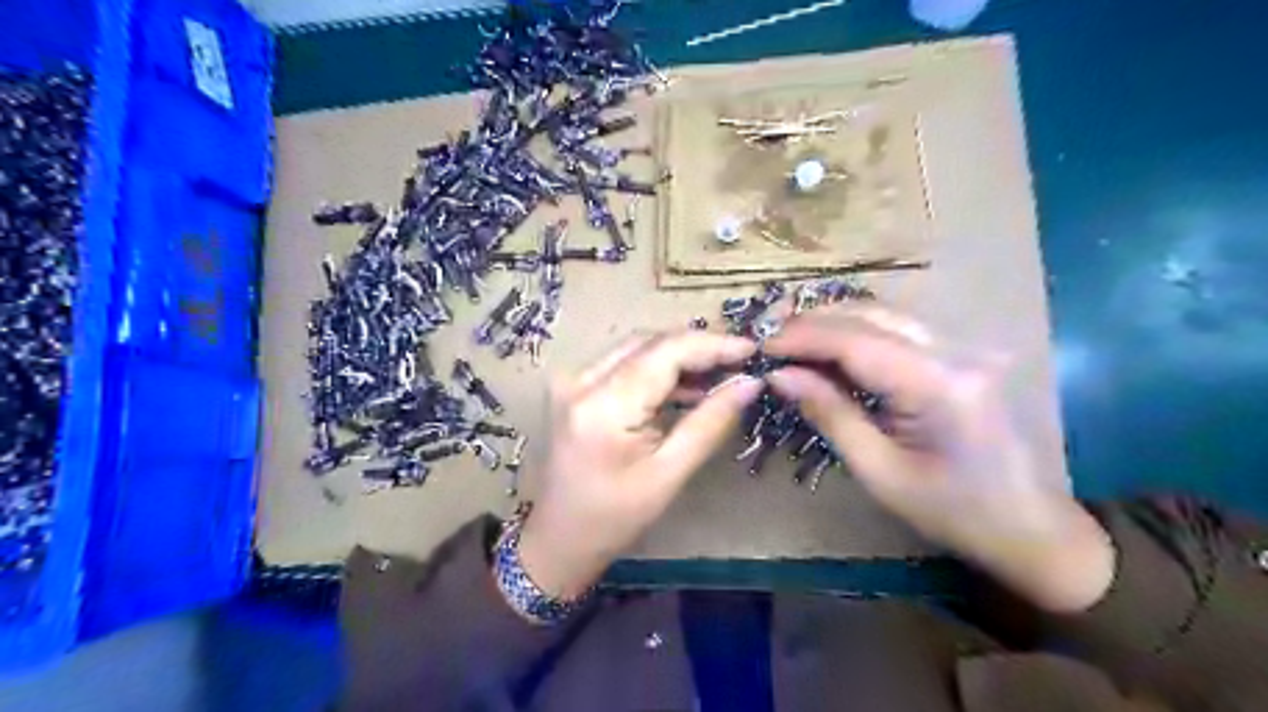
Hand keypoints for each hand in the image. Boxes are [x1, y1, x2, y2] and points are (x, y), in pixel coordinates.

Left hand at [517, 331, 761, 596]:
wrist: (560, 538)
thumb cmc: (614, 518)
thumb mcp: (669, 473)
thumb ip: (710, 422)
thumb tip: (750, 383)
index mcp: (602, 406)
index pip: (665, 352)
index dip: (712, 344)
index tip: (752, 349)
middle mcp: (581, 380)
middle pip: (650, 343)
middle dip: (698, 347)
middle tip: (740, 362)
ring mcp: (573, 380)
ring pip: (638, 348)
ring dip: (680, 356)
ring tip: (721, 374)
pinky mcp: (575, 387)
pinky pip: (625, 363)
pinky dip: (658, 369)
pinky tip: (687, 386)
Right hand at [763, 305, 1111, 610]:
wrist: (1030, 525)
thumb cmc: (953, 511)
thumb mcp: (879, 471)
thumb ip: (829, 413)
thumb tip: (779, 376)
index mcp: (937, 384)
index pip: (855, 341)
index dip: (803, 336)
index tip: (761, 345)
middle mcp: (955, 351)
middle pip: (871, 314)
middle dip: (814, 321)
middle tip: (770, 338)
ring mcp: (963, 348)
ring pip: (885, 314)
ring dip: (834, 321)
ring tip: (791, 339)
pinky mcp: (961, 354)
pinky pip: (899, 330)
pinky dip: (858, 332)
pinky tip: (831, 347)